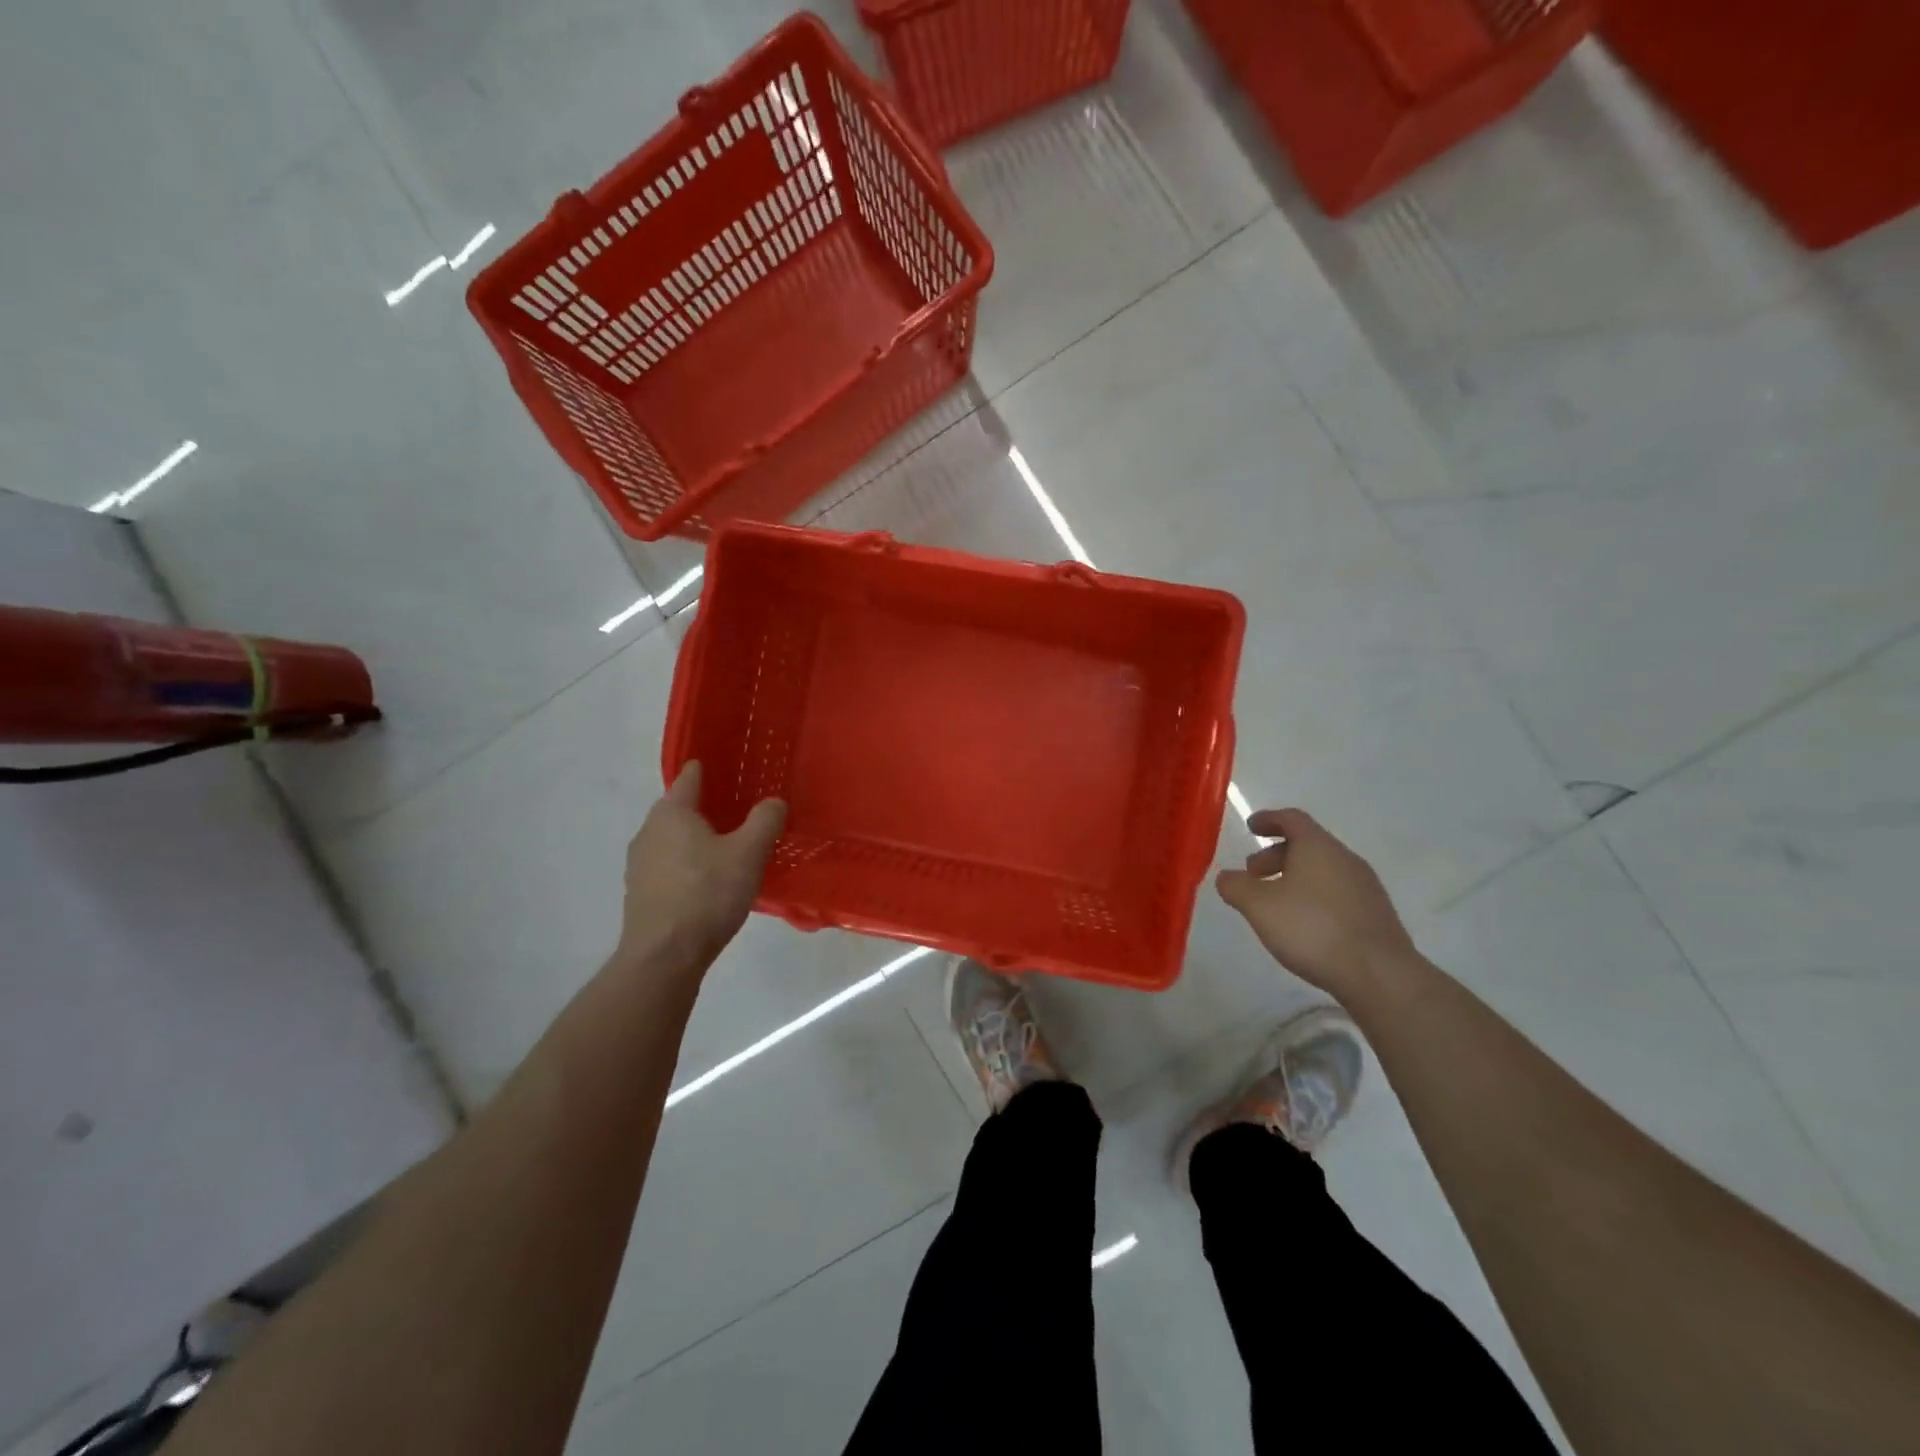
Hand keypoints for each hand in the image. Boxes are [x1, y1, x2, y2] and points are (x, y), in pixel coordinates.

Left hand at [617, 762, 786, 972]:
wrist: (664, 956)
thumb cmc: (706, 894)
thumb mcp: (748, 853)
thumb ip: (765, 821)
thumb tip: (774, 802)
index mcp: (672, 813)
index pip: (689, 779)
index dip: (706, 769)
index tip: (723, 765)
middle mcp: (648, 832)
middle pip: (679, 810)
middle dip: (705, 808)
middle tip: (738, 810)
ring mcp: (639, 865)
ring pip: (673, 840)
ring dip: (696, 840)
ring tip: (727, 848)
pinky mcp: (640, 894)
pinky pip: (668, 867)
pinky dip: (687, 865)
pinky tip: (708, 882)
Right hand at [1215, 808, 1418, 998]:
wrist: (1380, 974)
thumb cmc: (1312, 929)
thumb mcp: (1259, 907)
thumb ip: (1236, 887)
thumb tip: (1227, 878)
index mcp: (1318, 847)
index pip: (1292, 819)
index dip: (1268, 819)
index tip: (1251, 827)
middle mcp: (1345, 858)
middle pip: (1307, 845)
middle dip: (1276, 855)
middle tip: (1253, 875)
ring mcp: (1366, 886)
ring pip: (1323, 870)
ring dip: (1295, 877)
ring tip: (1275, 904)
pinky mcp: (1376, 913)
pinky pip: (1338, 892)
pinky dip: (1314, 896)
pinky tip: (1304, 924)